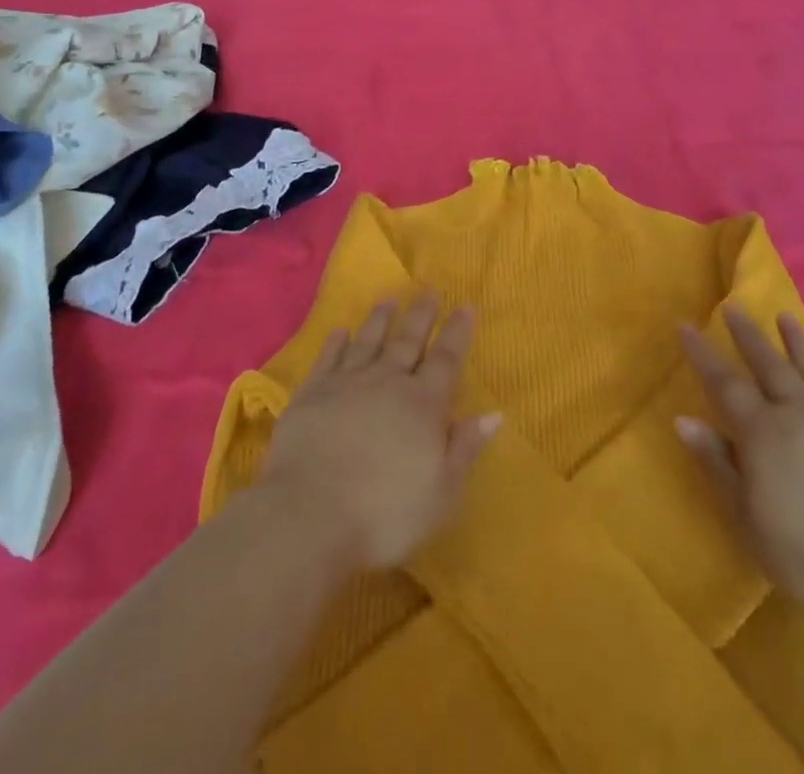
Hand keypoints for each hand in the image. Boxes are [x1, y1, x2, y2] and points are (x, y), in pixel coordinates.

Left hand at [258, 297, 500, 572]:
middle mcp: (387, 383)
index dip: (457, 333)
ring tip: (388, 299)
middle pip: (408, 341)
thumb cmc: (385, 512)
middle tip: (429, 289)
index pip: (446, 360)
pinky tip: (339, 332)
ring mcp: (346, 384)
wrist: (310, 514)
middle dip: (421, 315)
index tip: (465, 306)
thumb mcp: (441, 492)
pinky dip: (335, 343)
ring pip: (368, 341)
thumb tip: (494, 413)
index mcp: (423, 405)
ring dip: (379, 319)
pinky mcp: (312, 394)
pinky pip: (328, 359)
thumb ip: (465, 448)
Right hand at [677, 306, 803, 628]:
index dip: (702, 353)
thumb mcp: (747, 518)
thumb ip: (716, 463)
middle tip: (733, 307)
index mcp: (763, 432)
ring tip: (784, 316)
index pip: (724, 383)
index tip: (686, 324)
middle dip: (748, 335)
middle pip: (768, 364)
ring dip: (796, 341)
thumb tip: (683, 419)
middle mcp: (800, 413)